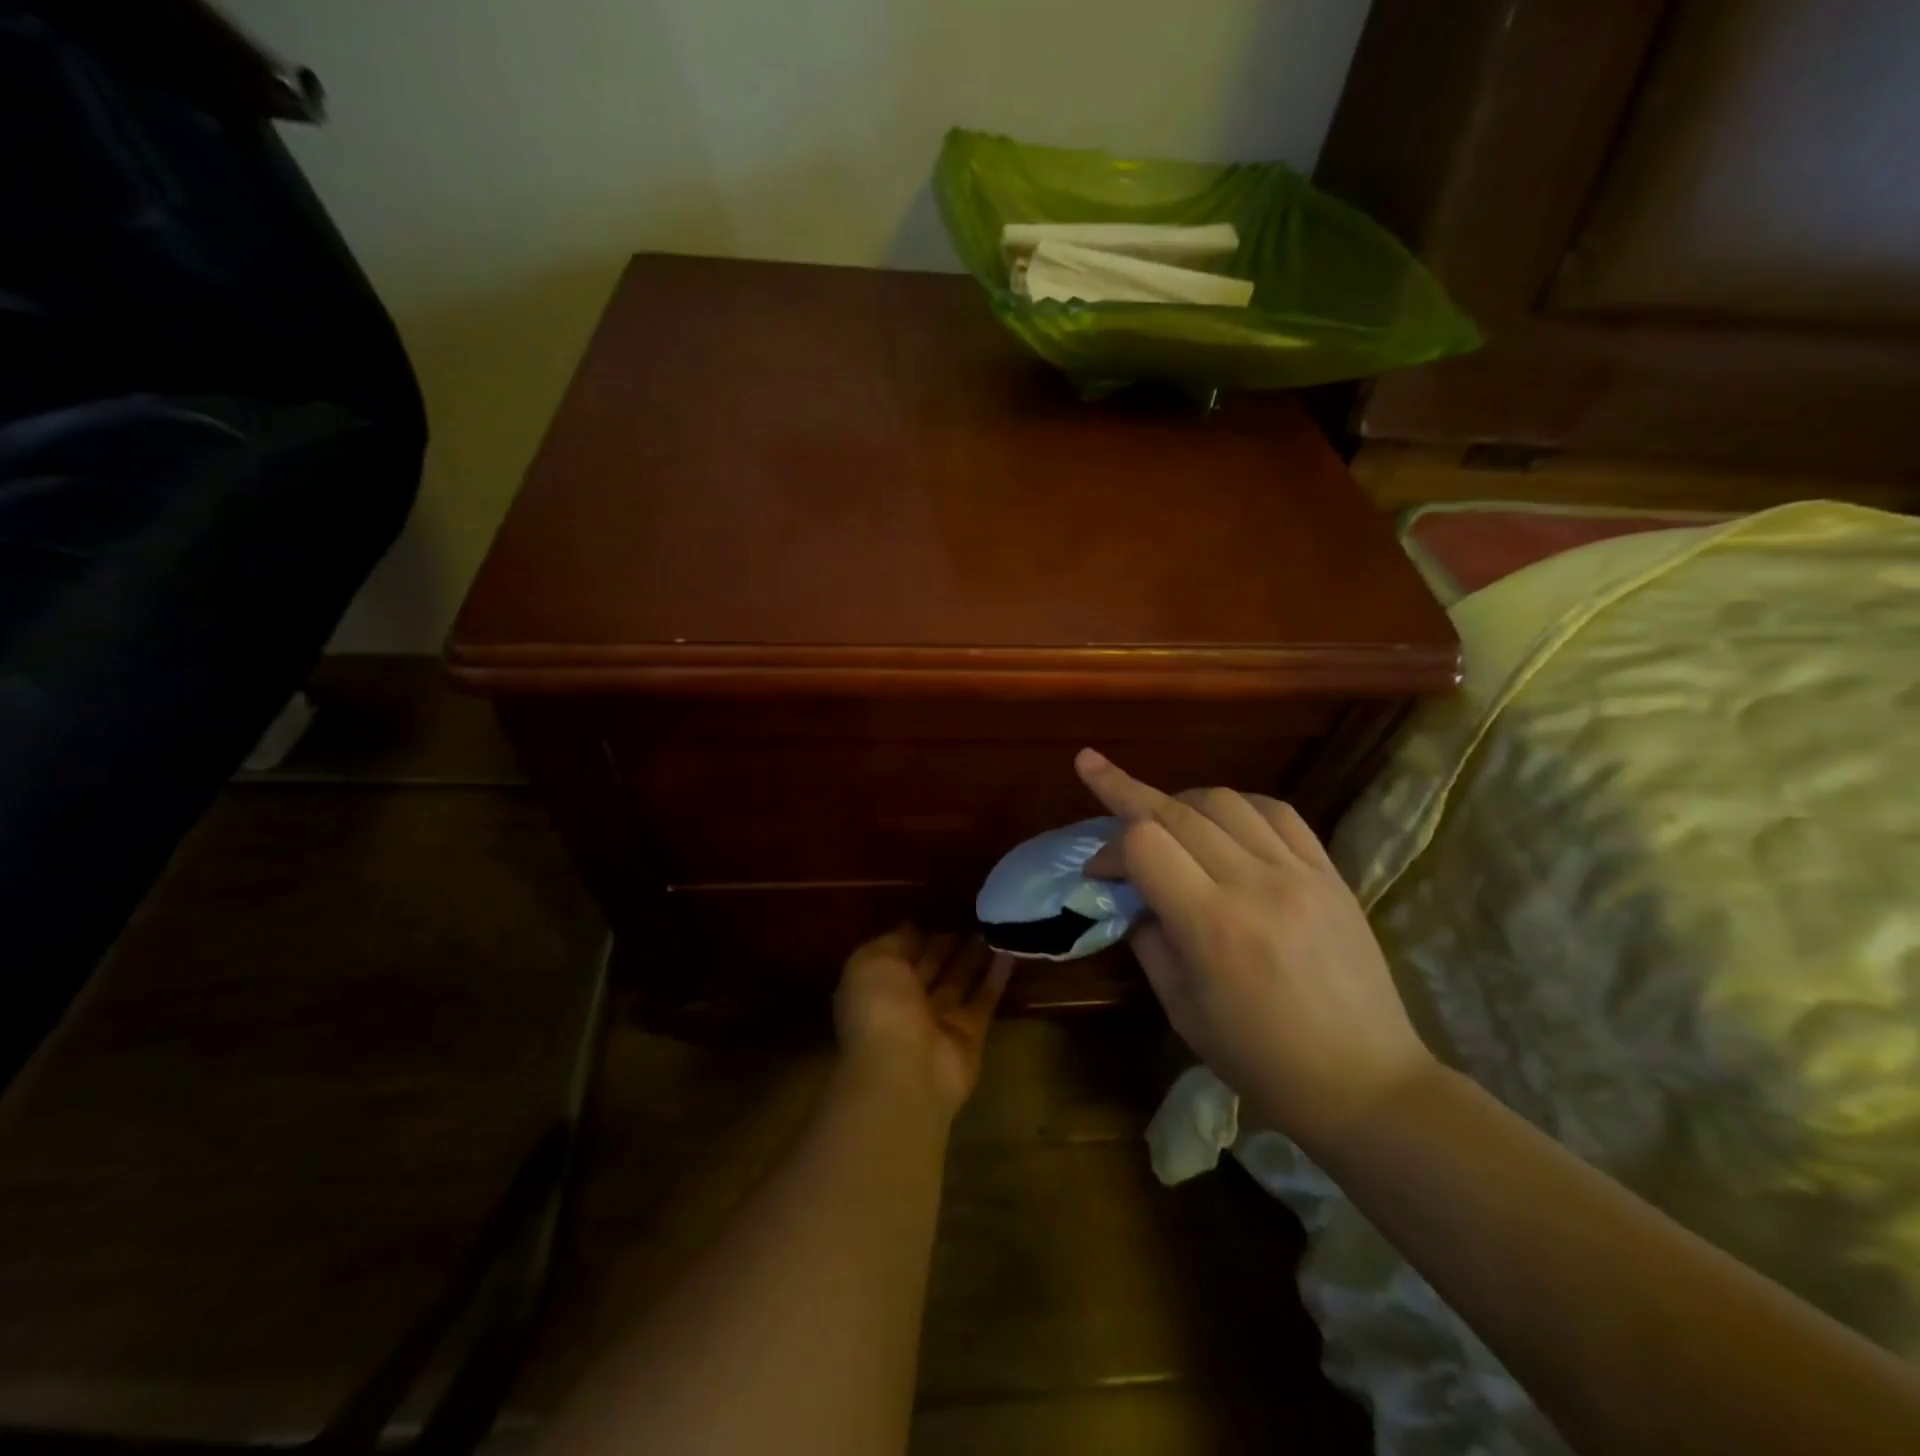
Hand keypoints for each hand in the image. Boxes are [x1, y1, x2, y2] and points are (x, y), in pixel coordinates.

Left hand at [834, 926, 1013, 1119]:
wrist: (904, 1069)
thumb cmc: (881, 1006)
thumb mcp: (874, 960)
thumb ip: (895, 941)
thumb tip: (914, 927)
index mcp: (877, 984)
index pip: (901, 952)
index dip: (920, 932)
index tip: (943, 909)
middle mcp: (905, 1003)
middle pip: (931, 966)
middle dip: (948, 943)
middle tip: (975, 914)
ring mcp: (938, 1021)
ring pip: (959, 981)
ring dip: (974, 957)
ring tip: (995, 927)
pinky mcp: (970, 1035)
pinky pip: (984, 1000)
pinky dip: (996, 977)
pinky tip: (1011, 952)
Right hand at [1077, 749, 1436, 1150]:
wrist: (1367, 1083)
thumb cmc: (1261, 1061)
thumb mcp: (1182, 1010)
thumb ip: (1150, 941)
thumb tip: (1133, 897)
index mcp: (1211, 926)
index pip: (1144, 844)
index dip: (1108, 849)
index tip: (1097, 872)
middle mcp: (1254, 884)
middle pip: (1176, 810)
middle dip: (1125, 790)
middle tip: (1094, 772)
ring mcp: (1299, 872)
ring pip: (1225, 801)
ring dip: (1181, 800)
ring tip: (1162, 816)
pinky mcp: (1329, 873)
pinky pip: (1278, 813)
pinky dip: (1238, 805)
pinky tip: (1222, 818)